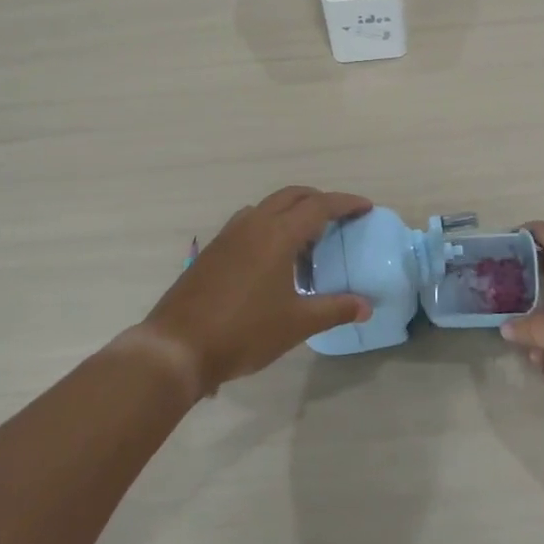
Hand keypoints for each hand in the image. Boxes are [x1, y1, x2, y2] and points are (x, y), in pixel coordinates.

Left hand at [140, 186, 371, 396]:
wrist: (177, 347)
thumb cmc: (244, 332)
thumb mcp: (297, 324)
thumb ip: (335, 309)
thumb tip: (366, 305)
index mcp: (277, 235)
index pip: (319, 206)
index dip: (346, 203)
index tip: (366, 208)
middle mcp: (253, 224)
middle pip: (292, 196)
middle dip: (319, 200)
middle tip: (340, 219)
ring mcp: (229, 235)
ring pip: (267, 207)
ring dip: (292, 212)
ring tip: (308, 239)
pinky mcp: (213, 250)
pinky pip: (250, 223)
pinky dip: (270, 226)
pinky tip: (274, 258)